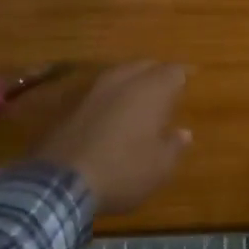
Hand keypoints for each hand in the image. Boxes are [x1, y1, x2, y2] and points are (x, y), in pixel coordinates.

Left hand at [31, 62, 190, 214]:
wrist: (59, 183)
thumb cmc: (122, 170)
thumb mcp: (159, 167)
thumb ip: (174, 146)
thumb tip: (184, 133)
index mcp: (151, 90)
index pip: (174, 71)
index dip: (183, 78)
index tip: (189, 85)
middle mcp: (123, 80)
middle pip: (145, 65)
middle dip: (157, 74)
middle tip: (166, 90)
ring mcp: (93, 90)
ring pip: (119, 74)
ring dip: (131, 83)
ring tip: (139, 100)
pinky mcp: (70, 105)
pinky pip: (99, 91)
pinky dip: (109, 97)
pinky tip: (110, 115)